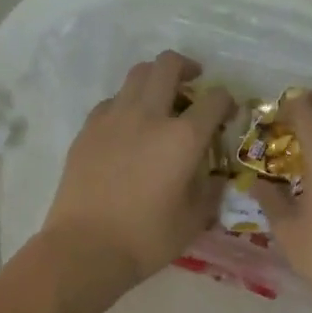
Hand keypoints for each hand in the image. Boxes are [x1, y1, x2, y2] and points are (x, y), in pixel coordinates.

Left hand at [39, 51, 235, 288]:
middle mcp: (149, 115)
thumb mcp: (194, 219)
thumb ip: (210, 189)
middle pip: (168, 65)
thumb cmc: (147, 238)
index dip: (227, 101)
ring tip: (160, 101)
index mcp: (183, 137)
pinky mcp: (88, 129)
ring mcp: (113, 118)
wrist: (85, 248)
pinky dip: (126, 104)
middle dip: (187, 67)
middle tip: (193, 84)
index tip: (226, 114)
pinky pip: (112, 101)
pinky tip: (128, 128)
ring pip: (137, 74)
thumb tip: (214, 174)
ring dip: (155, 79)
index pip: (215, 99)